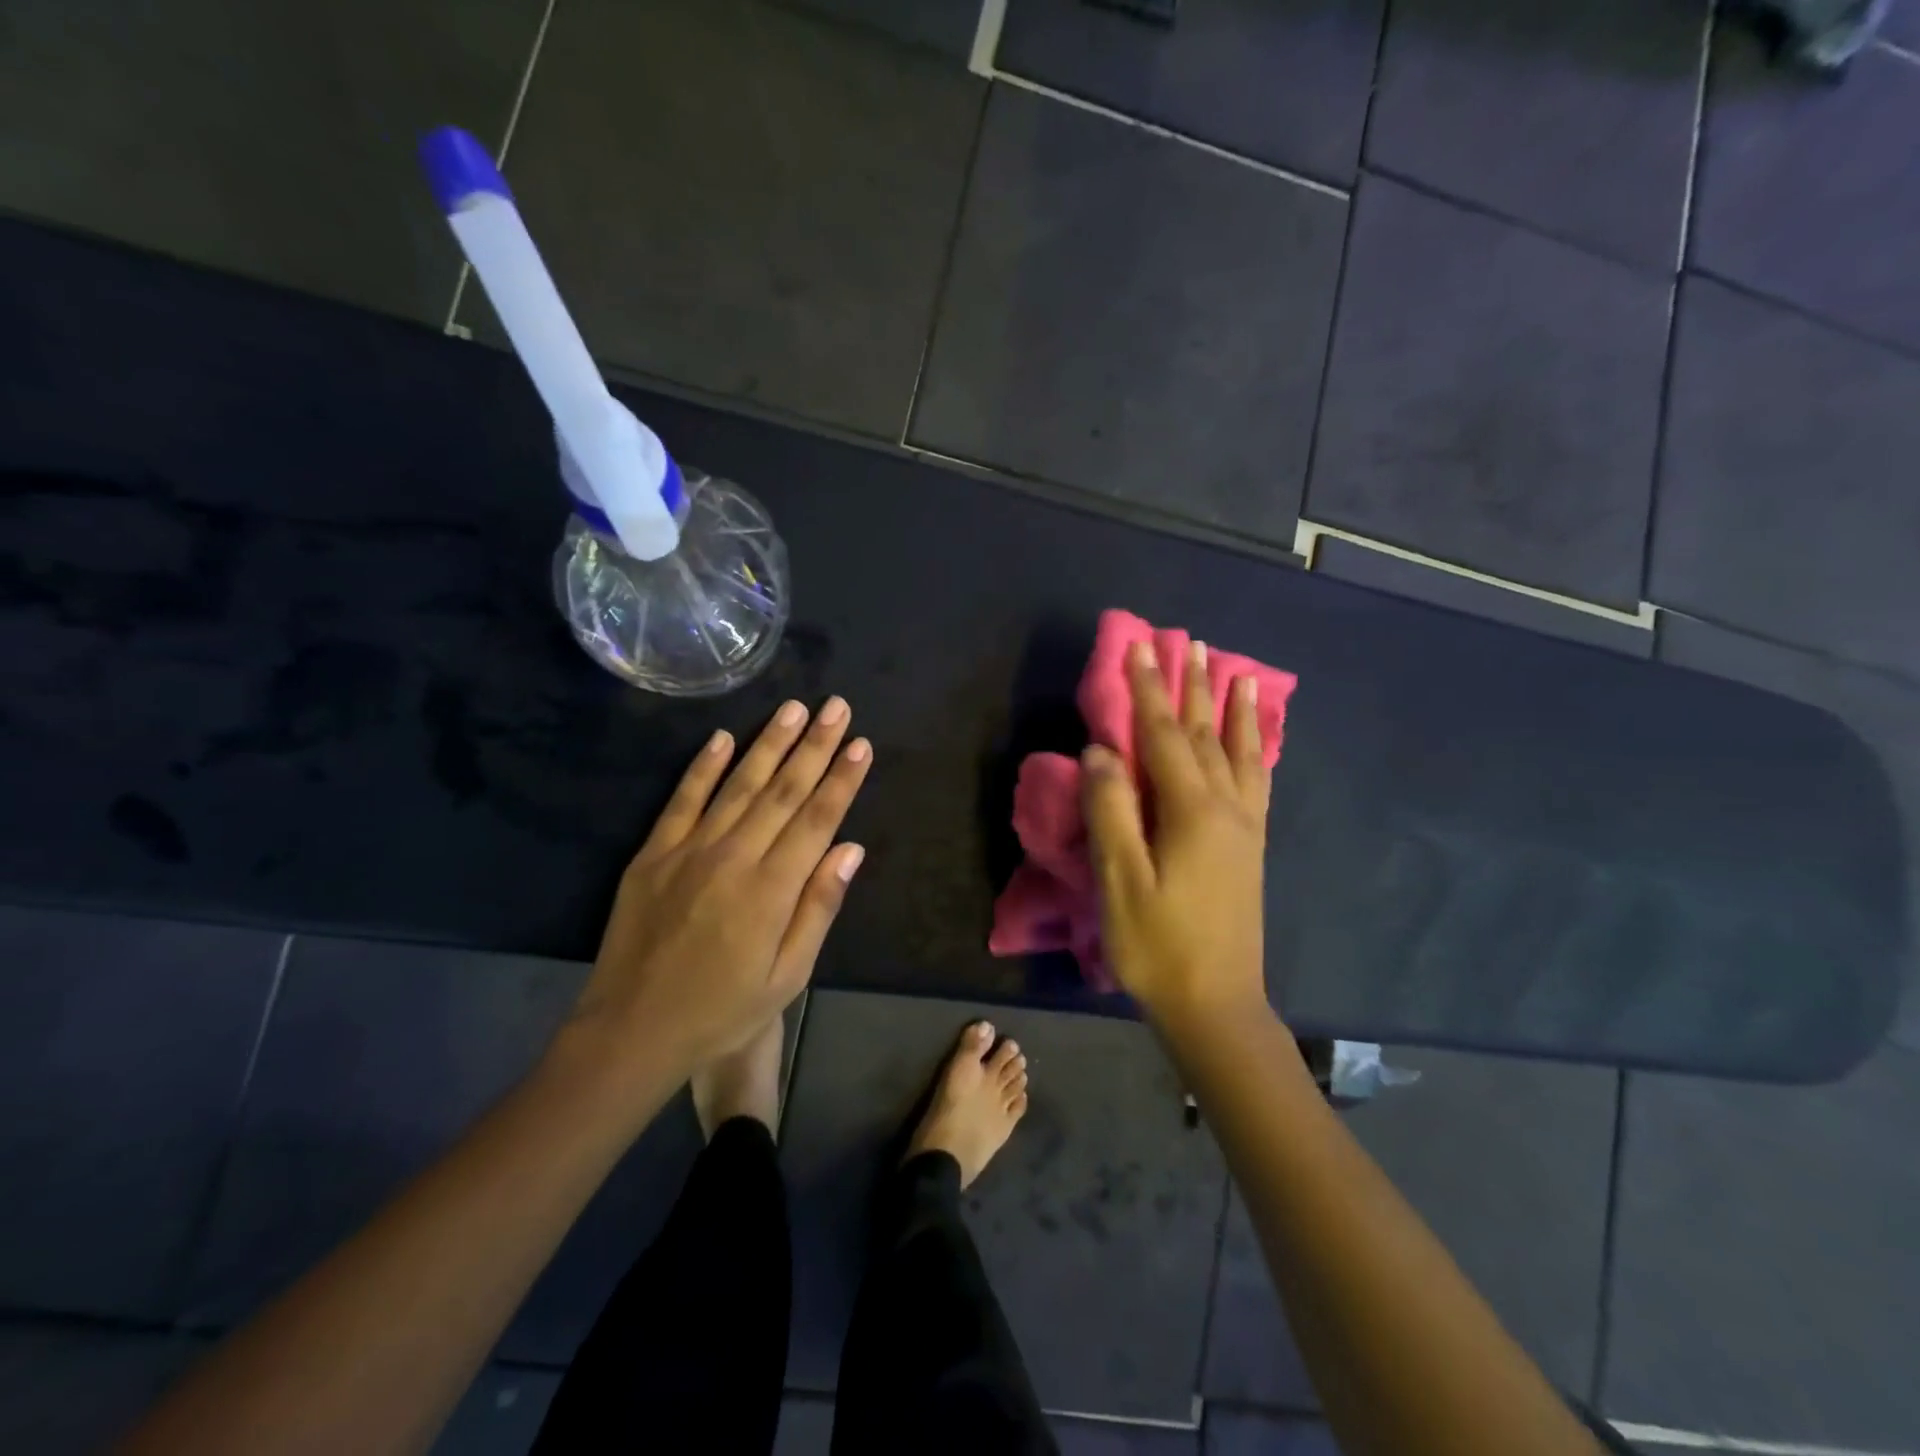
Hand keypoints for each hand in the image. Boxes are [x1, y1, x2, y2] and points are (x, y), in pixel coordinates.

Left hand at [562, 697, 872, 1082]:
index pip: (817, 820)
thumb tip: (851, 849)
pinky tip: (722, 737)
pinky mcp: (653, 854)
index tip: (861, 744)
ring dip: (769, 743)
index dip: (842, 779)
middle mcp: (734, 857)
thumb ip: (819, 908)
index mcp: (772, 890)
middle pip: (783, 790)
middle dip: (815, 746)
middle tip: (837, 707)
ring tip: (794, 708)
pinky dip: (703, 766)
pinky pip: (682, 799)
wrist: (632, 1031)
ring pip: (738, 784)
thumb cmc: (722, 1010)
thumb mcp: (788, 976)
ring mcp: (688, 850)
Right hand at [1081, 641, 1271, 1028]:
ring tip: (1237, 673)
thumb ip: (1111, 812)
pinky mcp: (1251, 846)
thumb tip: (1101, 751)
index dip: (1148, 690)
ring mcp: (1244, 827)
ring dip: (1232, 710)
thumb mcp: (1120, 881)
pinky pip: (1257, 781)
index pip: (1162, 736)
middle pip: (1204, 734)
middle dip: (1191, 687)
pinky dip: (1256, 750)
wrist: (1215, 1003)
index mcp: (1191, 812)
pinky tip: (1257, 742)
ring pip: (1239, 753)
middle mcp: (1225, 808)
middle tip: (1188, 644)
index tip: (1139, 647)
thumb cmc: (1157, 945)